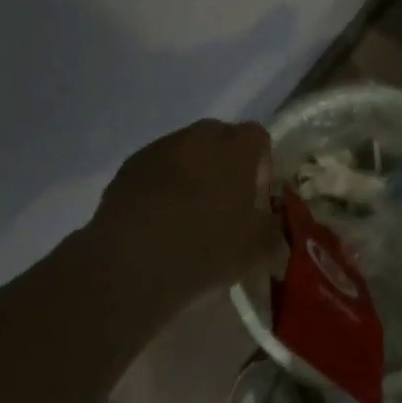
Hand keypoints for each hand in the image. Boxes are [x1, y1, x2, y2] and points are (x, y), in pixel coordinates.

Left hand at [89, 120, 282, 319]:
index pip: (258, 138)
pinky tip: (157, 223)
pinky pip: (155, 170)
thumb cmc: (205, 251)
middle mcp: (199, 136)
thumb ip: (273, 229)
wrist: (129, 267)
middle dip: (225, 166)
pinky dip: (160, 187)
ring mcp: (160, 148)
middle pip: (221, 140)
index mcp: (237, 147)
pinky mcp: (128, 168)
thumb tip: (273, 222)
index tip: (254, 201)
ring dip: (191, 175)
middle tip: (223, 206)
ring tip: (186, 217)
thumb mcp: (256, 251)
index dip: (261, 167)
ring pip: (186, 153)